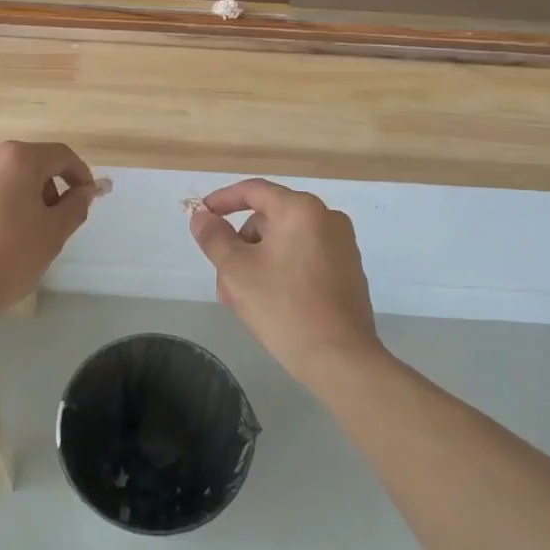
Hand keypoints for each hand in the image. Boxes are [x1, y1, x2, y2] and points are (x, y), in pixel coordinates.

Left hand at [0, 142, 97, 320]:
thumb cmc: (5, 259)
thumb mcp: (52, 235)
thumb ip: (75, 205)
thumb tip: (86, 190)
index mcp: (16, 158)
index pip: (60, 155)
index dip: (79, 174)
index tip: (85, 197)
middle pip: (25, 162)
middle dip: (42, 186)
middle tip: (48, 221)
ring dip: (10, 193)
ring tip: (10, 229)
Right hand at [189, 179, 382, 386]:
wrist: (340, 358)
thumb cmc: (283, 306)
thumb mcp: (236, 270)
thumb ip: (214, 237)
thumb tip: (201, 216)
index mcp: (301, 209)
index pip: (253, 191)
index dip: (222, 200)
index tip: (202, 215)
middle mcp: (326, 218)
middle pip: (268, 220)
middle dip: (240, 246)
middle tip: (223, 281)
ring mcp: (342, 245)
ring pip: (284, 242)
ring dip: (257, 263)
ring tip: (242, 301)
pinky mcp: (348, 271)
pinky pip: (304, 258)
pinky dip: (281, 271)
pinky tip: (269, 303)